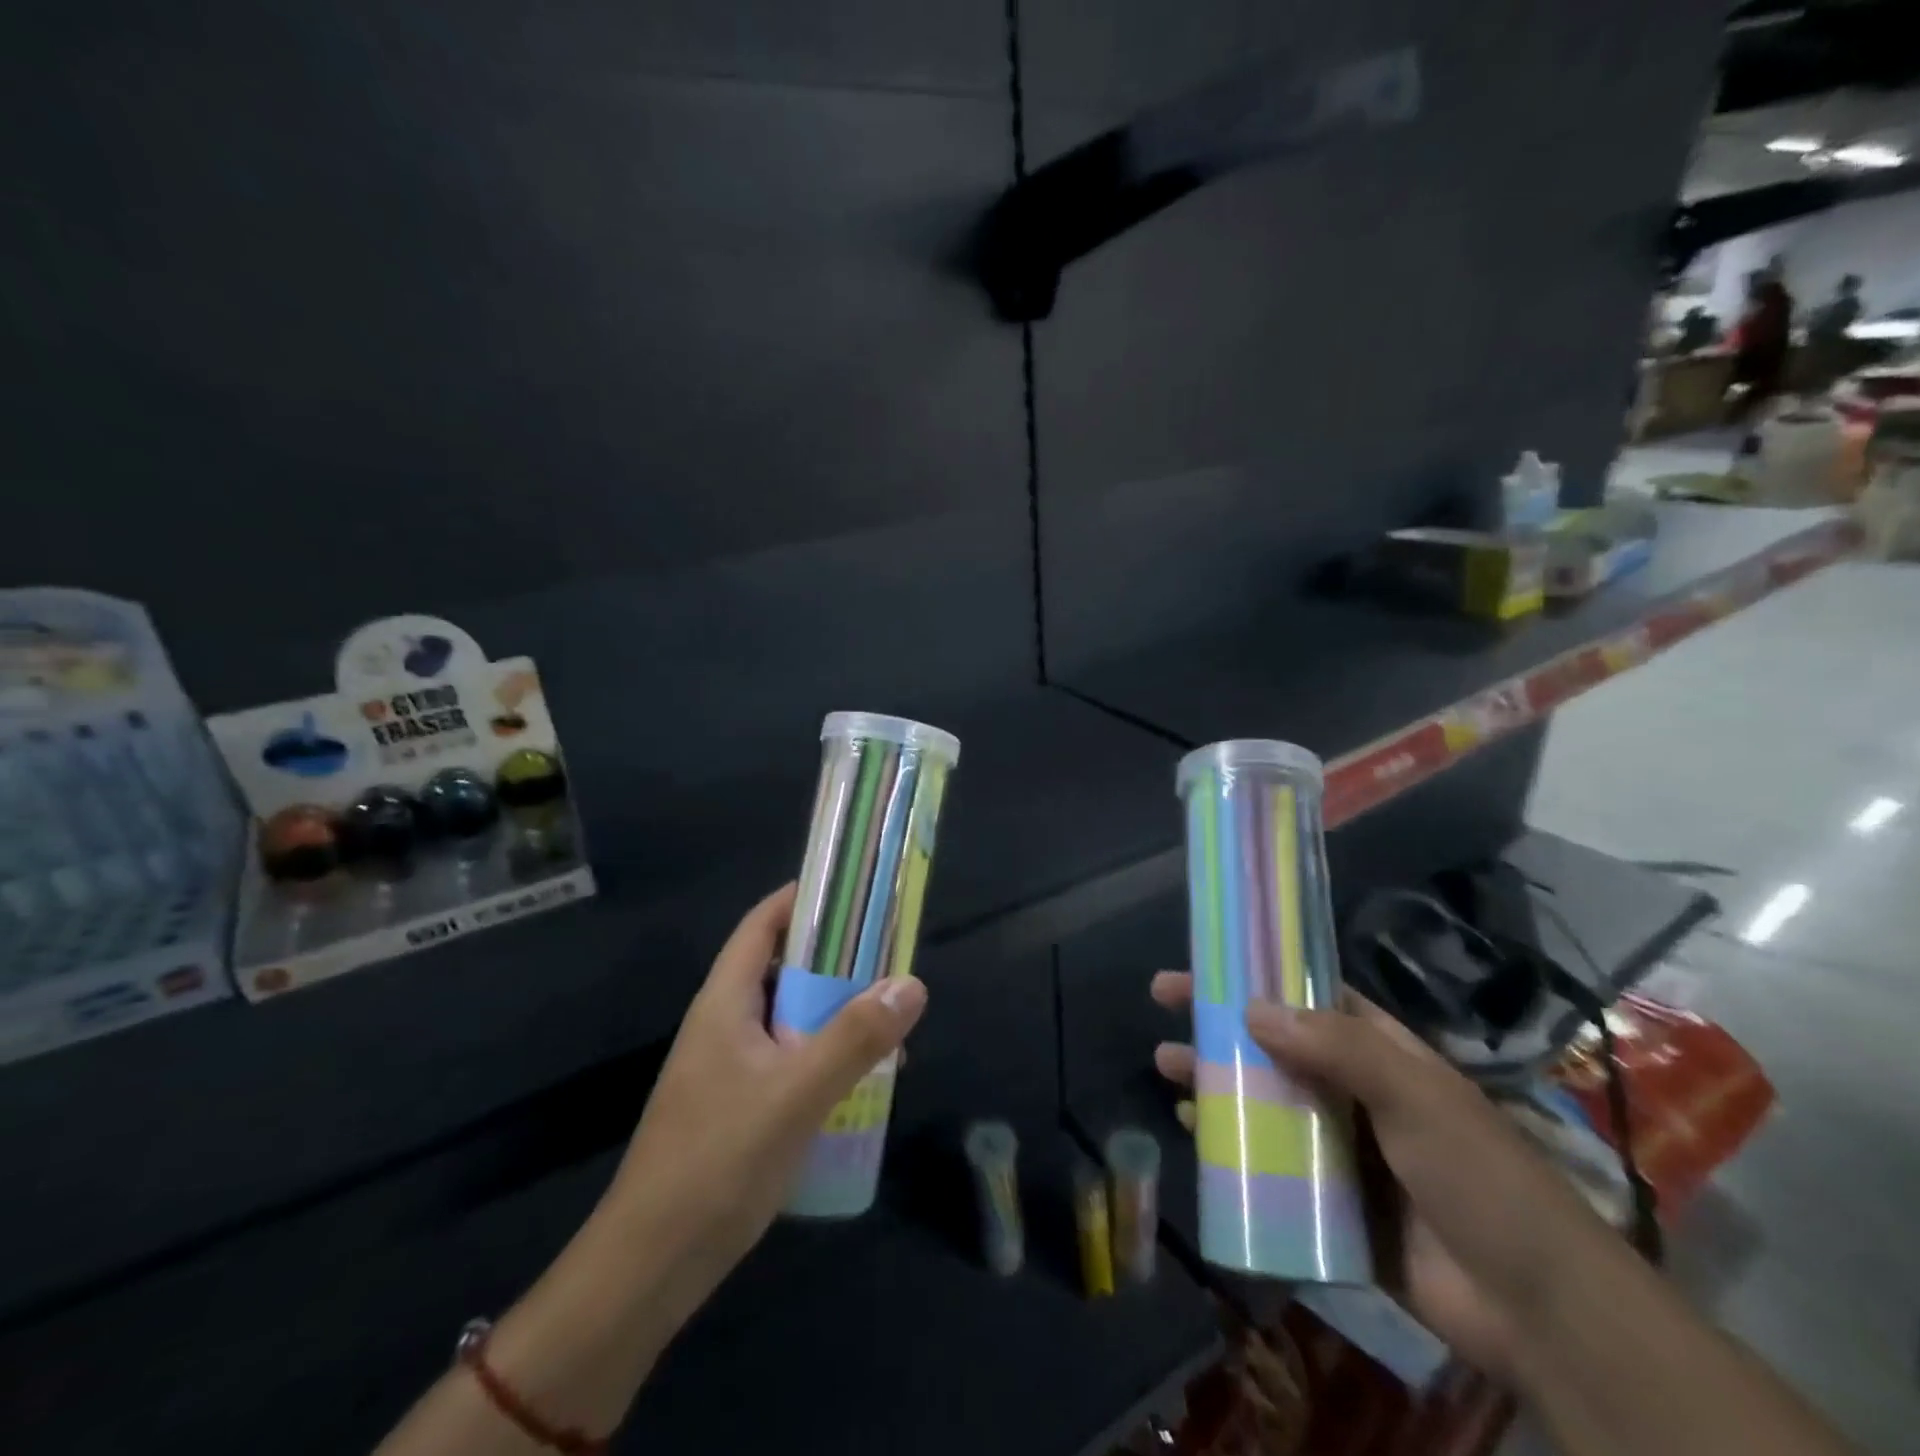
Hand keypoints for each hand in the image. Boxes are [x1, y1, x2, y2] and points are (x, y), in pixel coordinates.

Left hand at [605, 884, 927, 1292]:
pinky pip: (789, 1059)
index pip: (761, 926)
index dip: (802, 900)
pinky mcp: (737, 1107)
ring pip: (789, 1018)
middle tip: (888, 958)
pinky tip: (859, 1082)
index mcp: (725, 1003)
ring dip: (834, 1013)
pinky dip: (824, 1055)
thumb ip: (855, 1038)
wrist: (649, 1269)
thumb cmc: (718, 1163)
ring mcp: (728, 1068)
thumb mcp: (796, 1094)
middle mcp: (724, 1025)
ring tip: (886, 1021)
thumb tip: (911, 983)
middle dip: (835, 960)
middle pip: (781, 969)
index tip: (854, 891)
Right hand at [1150, 972, 1616, 1380]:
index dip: (1257, 977)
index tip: (1206, 966)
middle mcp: (1356, 1093)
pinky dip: (1231, 1148)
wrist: (1540, 1313)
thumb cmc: (1481, 1180)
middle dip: (1219, 1025)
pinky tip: (1195, 1137)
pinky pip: (1269, 1165)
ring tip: (1166, 1068)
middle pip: (1274, 1045)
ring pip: (1264, 1102)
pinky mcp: (1330, 1205)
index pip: (1308, 997)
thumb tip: (1252, 1009)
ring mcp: (1342, 1149)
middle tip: (1164, 1008)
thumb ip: (1338, 1048)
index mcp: (1382, 1055)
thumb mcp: (1415, 1097)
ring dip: (1216, 1082)